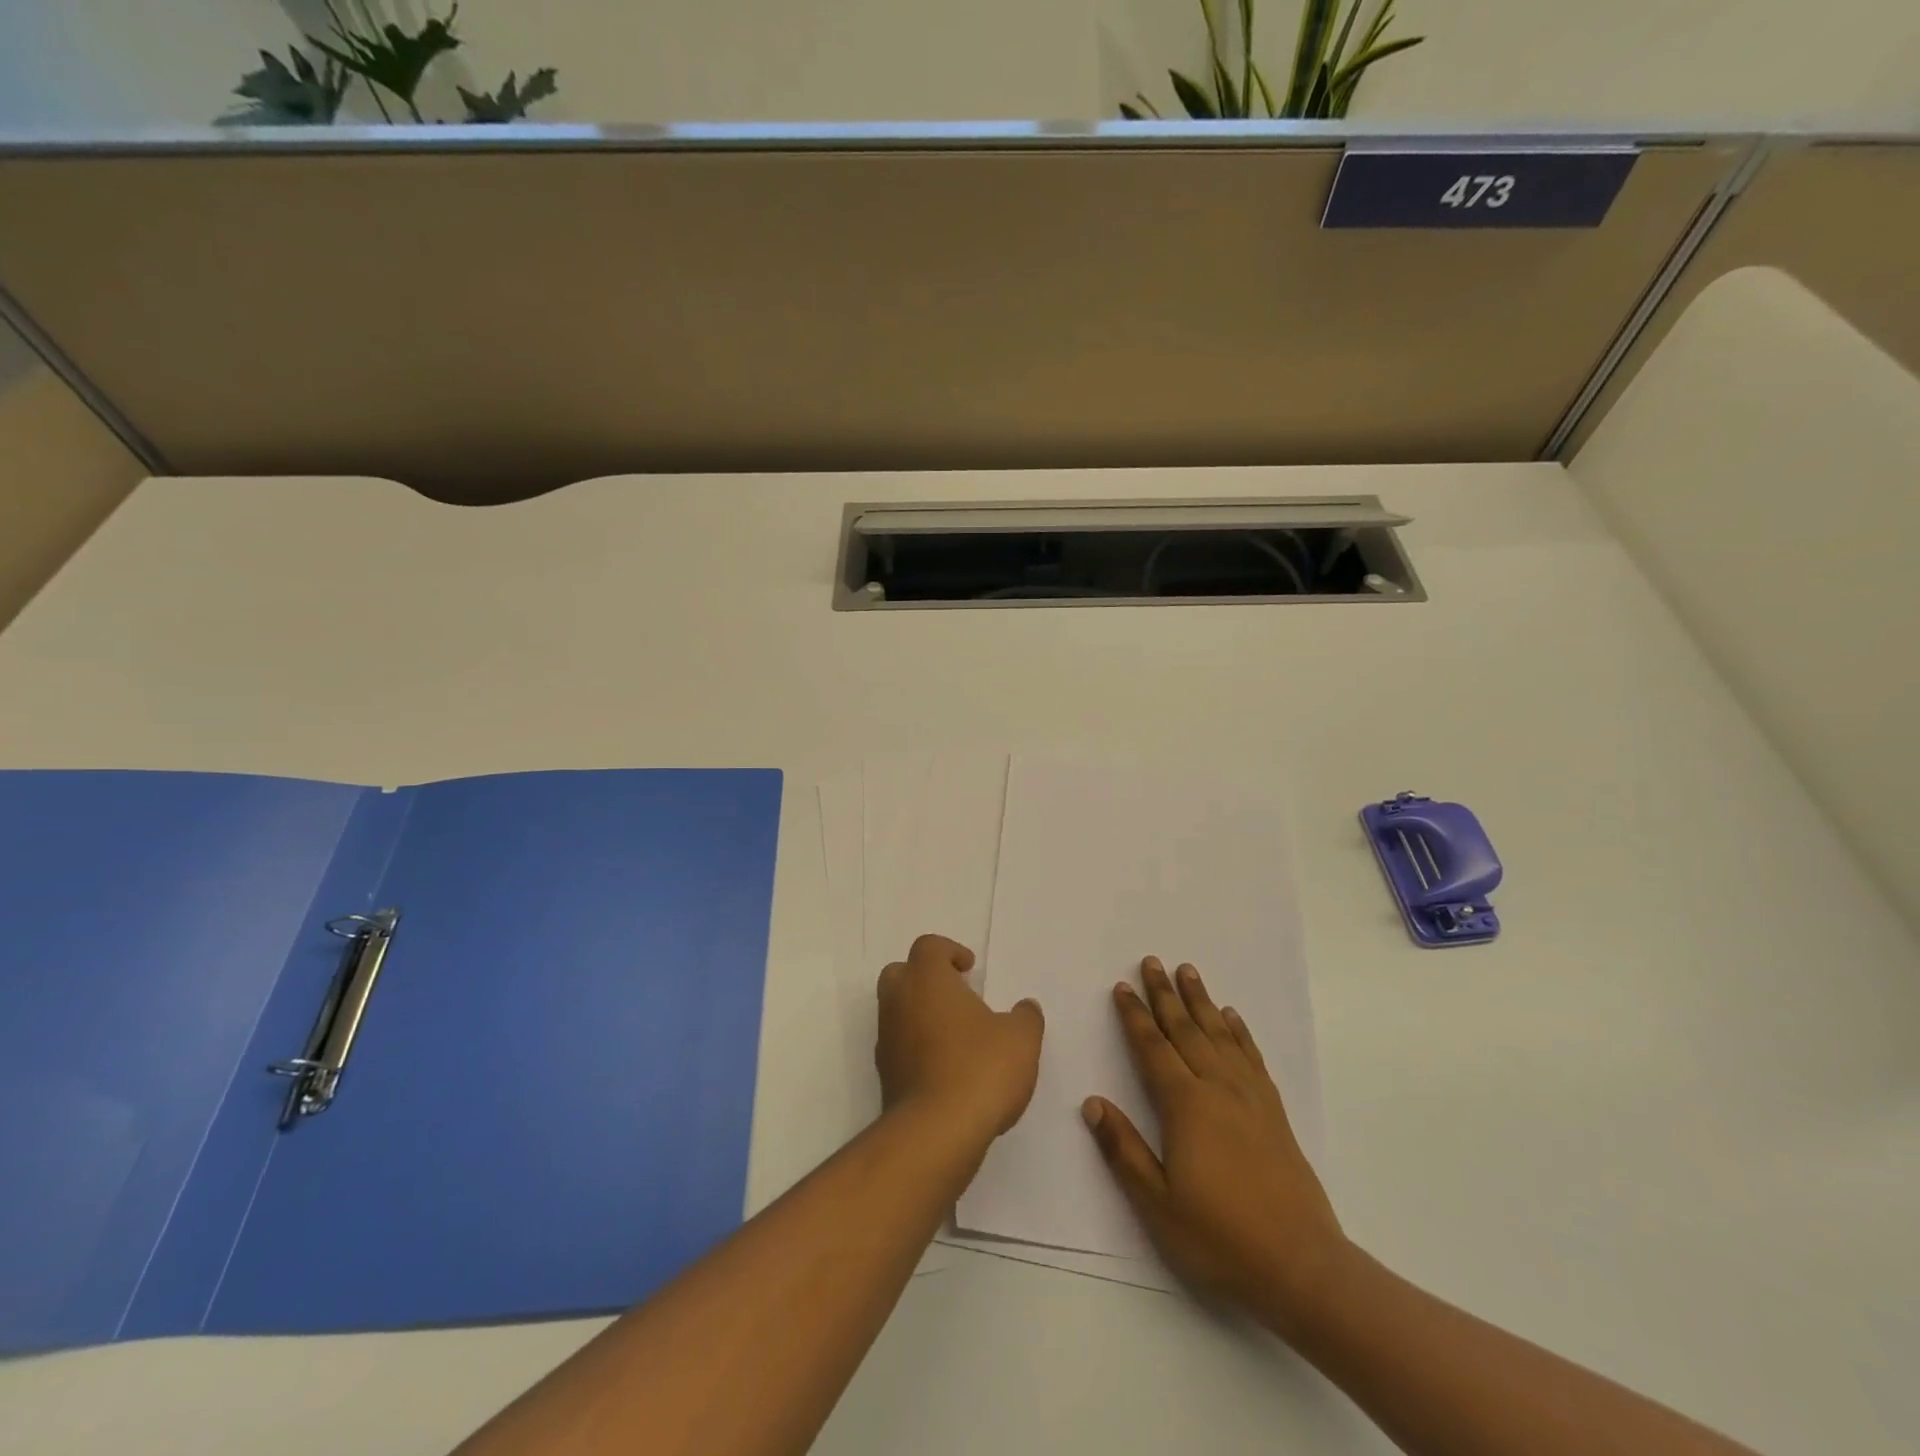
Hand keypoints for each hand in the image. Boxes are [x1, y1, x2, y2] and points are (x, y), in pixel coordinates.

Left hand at [877, 934, 1044, 1146]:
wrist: (935, 1133)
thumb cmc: (979, 1069)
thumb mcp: (1020, 1039)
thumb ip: (1025, 1017)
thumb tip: (1025, 1007)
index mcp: (927, 979)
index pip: (928, 946)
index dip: (949, 951)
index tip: (970, 969)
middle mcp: (899, 1002)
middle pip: (901, 972)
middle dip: (925, 978)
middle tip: (957, 994)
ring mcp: (886, 1039)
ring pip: (896, 1010)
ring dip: (920, 1014)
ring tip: (957, 1035)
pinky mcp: (885, 1075)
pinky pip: (898, 1046)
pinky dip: (917, 1047)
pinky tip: (946, 1068)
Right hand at [1082, 956, 1346, 1331]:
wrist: (1301, 1266)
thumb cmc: (1220, 1237)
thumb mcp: (1158, 1203)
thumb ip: (1123, 1149)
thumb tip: (1092, 1102)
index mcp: (1185, 1105)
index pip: (1152, 1048)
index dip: (1134, 1016)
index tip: (1121, 987)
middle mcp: (1217, 1088)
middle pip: (1185, 1029)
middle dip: (1165, 994)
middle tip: (1152, 961)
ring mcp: (1250, 1097)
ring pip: (1219, 1035)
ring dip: (1201, 1001)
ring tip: (1188, 972)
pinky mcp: (1273, 1112)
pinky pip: (1252, 1057)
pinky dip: (1239, 1032)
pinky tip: (1232, 1018)